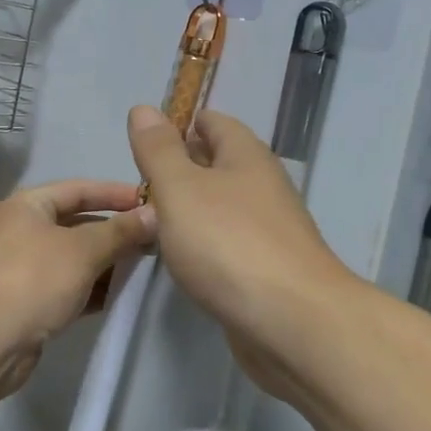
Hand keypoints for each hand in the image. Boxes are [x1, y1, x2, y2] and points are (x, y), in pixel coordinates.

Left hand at [0, 179, 154, 395]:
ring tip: (143, 266)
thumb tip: (154, 215)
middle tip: (153, 238)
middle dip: (114, 231)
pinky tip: (120, 295)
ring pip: (74, 258)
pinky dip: (92, 288)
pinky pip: (68, 287)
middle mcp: (22, 231)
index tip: (150, 201)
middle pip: (77, 223)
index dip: (115, 194)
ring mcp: (22, 268)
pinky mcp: (28, 302)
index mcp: (28, 206)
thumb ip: (121, 231)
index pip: (79, 189)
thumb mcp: (84, 249)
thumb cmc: (34, 279)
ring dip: (106, 262)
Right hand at [126, 106, 352, 387]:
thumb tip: (143, 108)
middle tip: (138, 185)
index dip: (179, 125)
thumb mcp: (180, 189)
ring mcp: (268, 228)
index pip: (212, 122)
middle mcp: (261, 185)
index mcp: (245, 155)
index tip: (143, 145)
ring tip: (149, 220)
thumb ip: (158, 151)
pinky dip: (203, 243)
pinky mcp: (266, 268)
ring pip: (221, 206)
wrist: (292, 322)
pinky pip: (227, 242)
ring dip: (189, 209)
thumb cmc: (229, 243)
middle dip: (180, 168)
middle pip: (217, 163)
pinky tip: (181, 259)